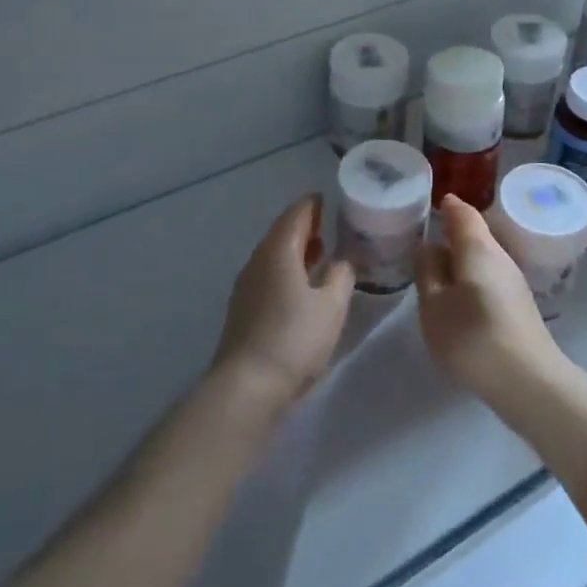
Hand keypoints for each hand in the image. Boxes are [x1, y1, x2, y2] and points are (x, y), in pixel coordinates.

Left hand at [209, 195, 352, 414]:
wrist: (247, 386)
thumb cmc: (295, 338)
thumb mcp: (332, 306)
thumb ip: (341, 276)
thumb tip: (342, 261)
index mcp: (278, 251)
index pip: (296, 214)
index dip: (313, 204)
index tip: (329, 200)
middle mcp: (257, 261)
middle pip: (281, 233)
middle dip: (305, 227)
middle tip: (330, 226)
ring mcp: (246, 286)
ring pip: (273, 256)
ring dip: (295, 251)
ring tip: (320, 255)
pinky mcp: (243, 310)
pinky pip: (268, 276)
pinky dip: (286, 271)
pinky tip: (301, 287)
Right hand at [415, 195, 570, 406]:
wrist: (529, 380)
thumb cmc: (472, 337)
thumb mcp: (434, 305)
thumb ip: (427, 272)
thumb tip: (428, 247)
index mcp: (477, 248)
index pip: (462, 213)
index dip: (447, 206)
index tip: (431, 203)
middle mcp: (499, 255)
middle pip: (475, 234)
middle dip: (452, 232)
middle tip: (425, 236)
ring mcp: (513, 280)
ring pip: (482, 256)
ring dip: (461, 257)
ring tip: (436, 267)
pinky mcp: (518, 304)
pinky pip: (488, 276)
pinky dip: (471, 276)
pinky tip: (458, 295)